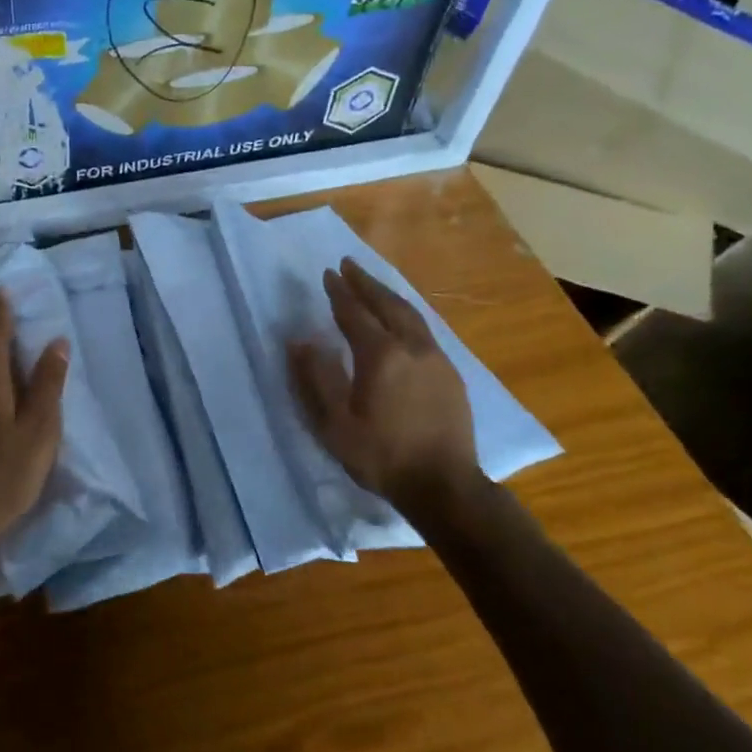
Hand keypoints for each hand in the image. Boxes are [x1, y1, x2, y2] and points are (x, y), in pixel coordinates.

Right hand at [288, 257, 482, 521]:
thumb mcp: (335, 424)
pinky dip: (406, 313)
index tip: (328, 273)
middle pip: (387, 304)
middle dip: (366, 283)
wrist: (445, 486)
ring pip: (410, 314)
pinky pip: (424, 329)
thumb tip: (301, 341)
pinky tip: (401, 320)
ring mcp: (436, 359)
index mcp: (380, 355)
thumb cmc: (382, 456)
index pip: (355, 313)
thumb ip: (316, 378)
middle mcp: (411, 347)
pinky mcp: (451, 374)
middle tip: (349, 265)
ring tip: (372, 284)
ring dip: (388, 295)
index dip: (339, 293)